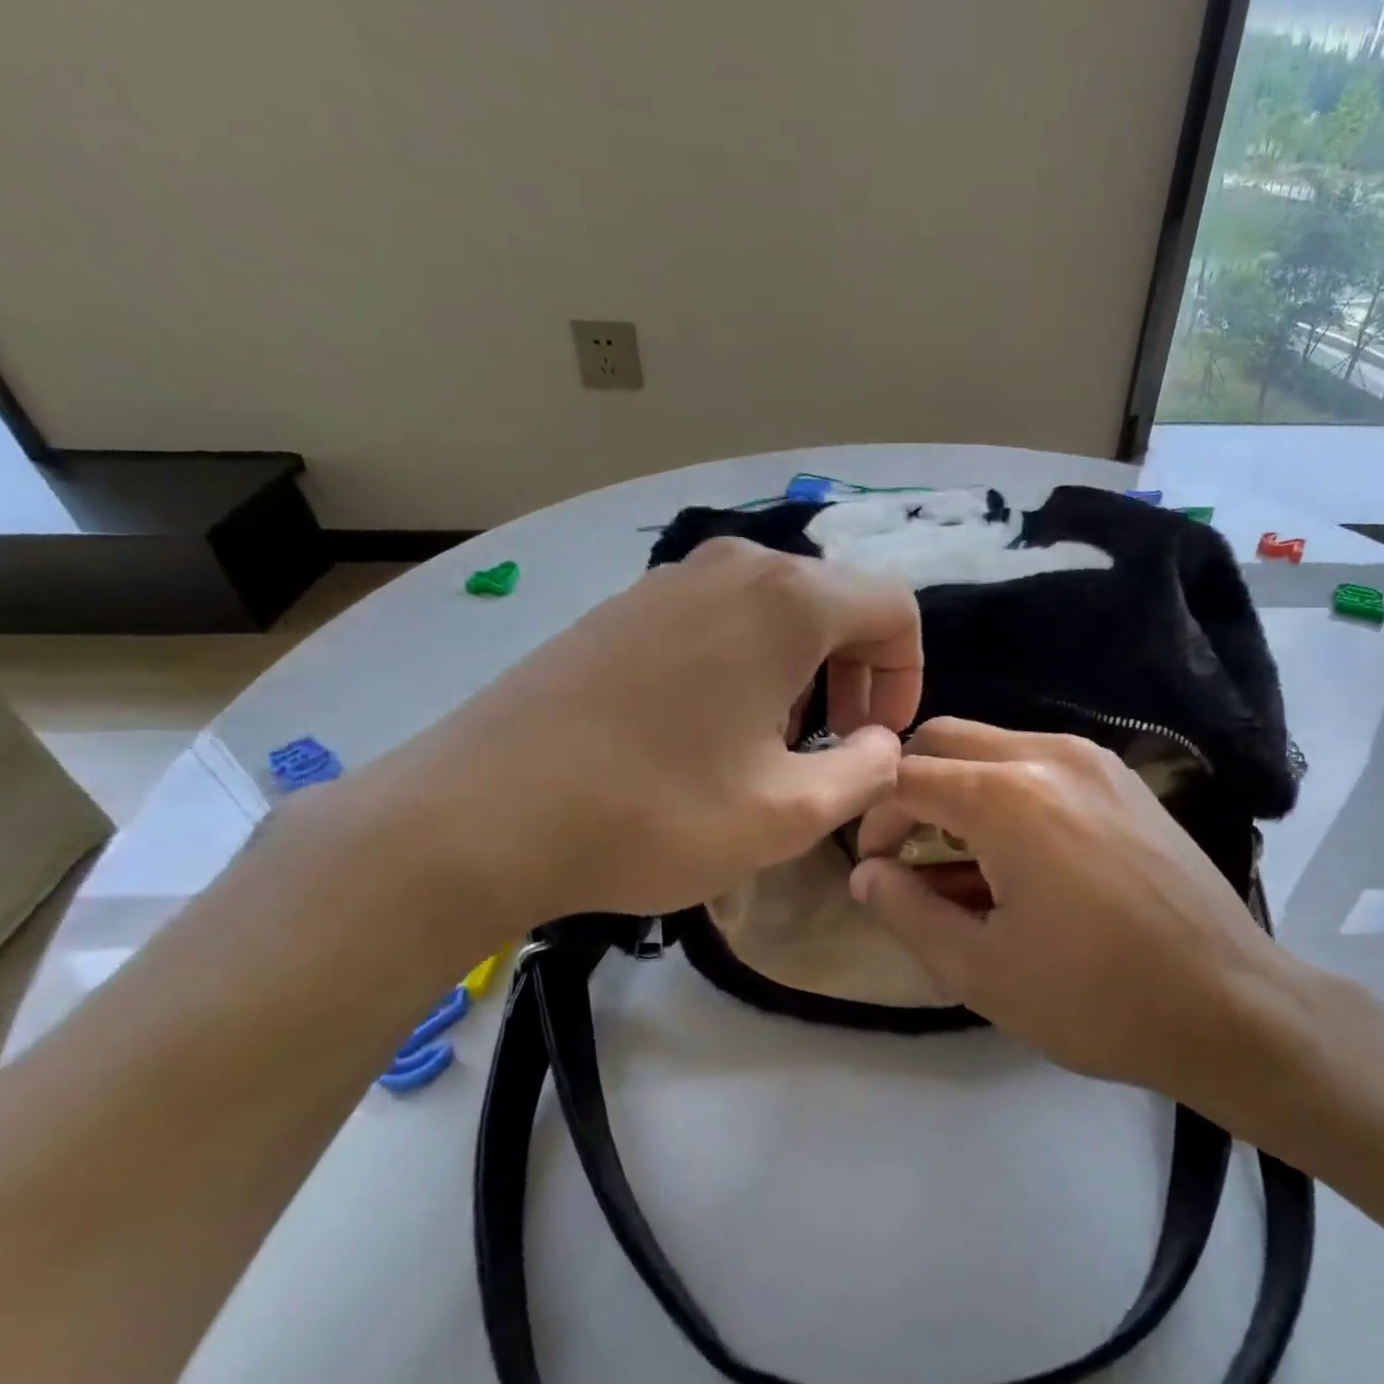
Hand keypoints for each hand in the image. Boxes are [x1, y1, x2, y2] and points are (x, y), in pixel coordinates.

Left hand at [316, 538, 921, 929]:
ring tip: (768, 745)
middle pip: (836, 604)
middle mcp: (733, 567)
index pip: (894, 607)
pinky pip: (720, 619)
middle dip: (856, 675)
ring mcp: (670, 580)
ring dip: (801, 674)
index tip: (877, 738)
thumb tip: (882, 744)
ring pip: (777, 612)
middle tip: (832, 747)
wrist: (477, 816)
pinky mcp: (624, 606)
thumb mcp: (789, 814)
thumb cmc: (654, 812)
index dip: (907, 675)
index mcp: (787, 601)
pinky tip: (706, 730)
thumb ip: (867, 772)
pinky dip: (745, 664)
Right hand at [849, 719, 1322, 1115]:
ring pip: (993, 744)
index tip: (874, 866)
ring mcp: (1093, 759)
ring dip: (960, 786)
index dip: (874, 818)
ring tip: (965, 860)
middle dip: (911, 786)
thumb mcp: (981, 969)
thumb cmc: (1096, 998)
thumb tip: (866, 874)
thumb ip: (908, 912)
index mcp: (1007, 797)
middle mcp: (1049, 755)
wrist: (1231, 1004)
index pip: (906, 776)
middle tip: (909, 851)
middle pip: (946, 738)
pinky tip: (1021, 852)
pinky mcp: (1122, 776)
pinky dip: (1006, 789)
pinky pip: (1039, 760)